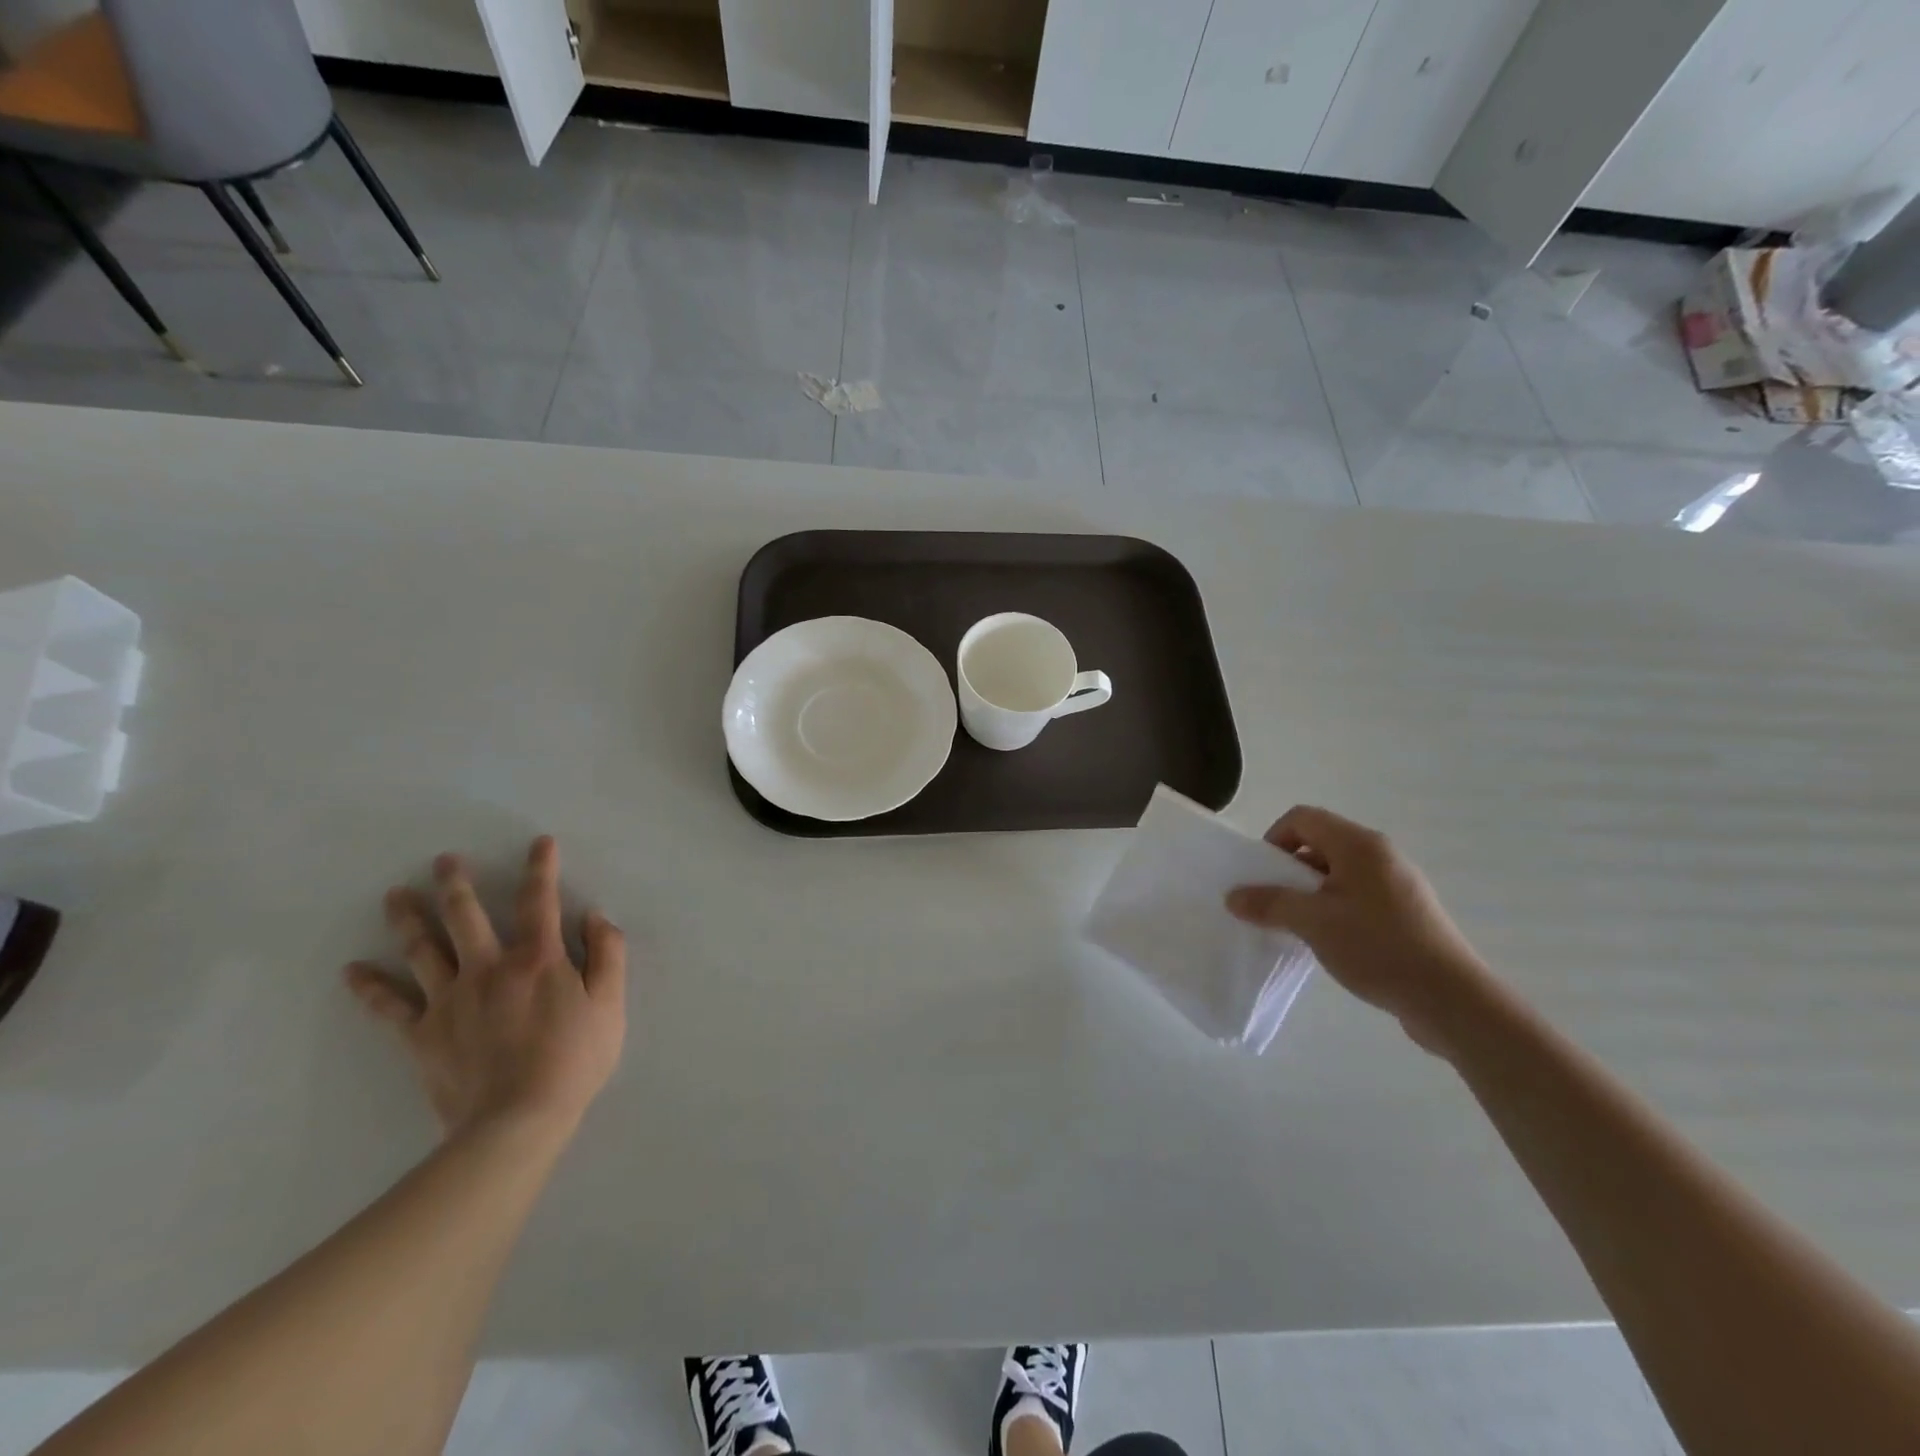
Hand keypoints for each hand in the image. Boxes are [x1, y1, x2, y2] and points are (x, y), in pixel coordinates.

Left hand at [345, 836, 626, 1136]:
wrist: (517, 1122)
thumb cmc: (573, 1060)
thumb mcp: (611, 1004)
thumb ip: (608, 954)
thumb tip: (595, 917)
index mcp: (537, 960)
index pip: (539, 902)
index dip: (540, 869)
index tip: (539, 843)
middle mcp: (488, 969)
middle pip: (466, 917)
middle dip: (457, 885)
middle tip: (443, 860)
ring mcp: (450, 1001)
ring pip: (424, 951)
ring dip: (408, 920)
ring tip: (394, 894)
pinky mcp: (423, 1035)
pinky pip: (390, 1007)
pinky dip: (370, 988)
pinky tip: (352, 971)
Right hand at [1226, 806, 1490, 1054]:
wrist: (1450, 999)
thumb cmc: (1377, 946)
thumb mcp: (1312, 922)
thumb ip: (1269, 904)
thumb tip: (1233, 896)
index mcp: (1359, 844)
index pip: (1302, 818)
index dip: (1274, 839)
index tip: (1263, 876)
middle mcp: (1381, 854)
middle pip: (1320, 844)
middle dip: (1289, 870)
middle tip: (1275, 904)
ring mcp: (1398, 884)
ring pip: (1338, 874)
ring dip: (1310, 893)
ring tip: (1300, 928)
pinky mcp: (1407, 913)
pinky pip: (1358, 896)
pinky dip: (1335, 910)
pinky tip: (1331, 943)